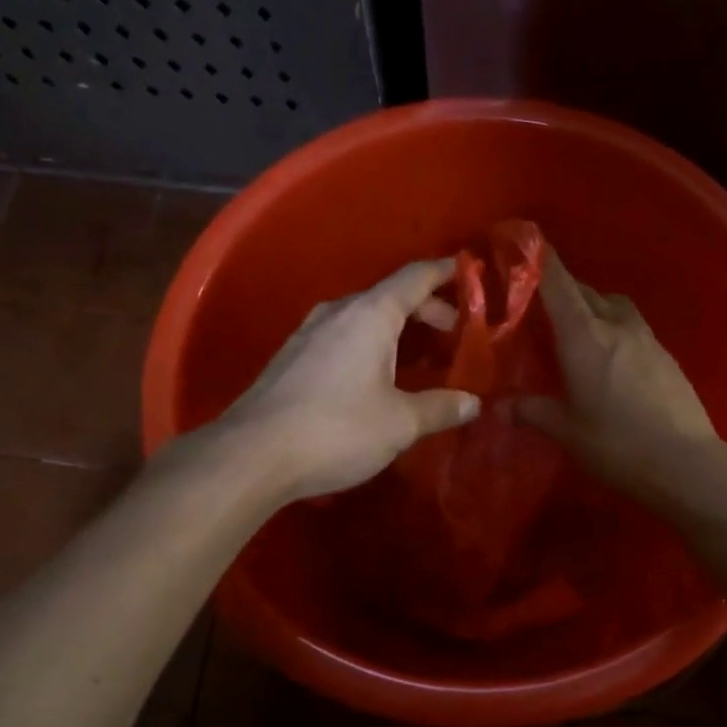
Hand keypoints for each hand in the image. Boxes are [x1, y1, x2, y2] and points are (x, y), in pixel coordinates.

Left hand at [219, 258, 479, 500]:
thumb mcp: (399, 423)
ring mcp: (308, 333)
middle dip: (424, 309)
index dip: (443, 273)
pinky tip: (373, 376)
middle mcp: (337, 313)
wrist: (253, 454)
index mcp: (370, 315)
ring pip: (362, 317)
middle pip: (389, 296)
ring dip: (394, 329)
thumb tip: (473, 403)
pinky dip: (368, 344)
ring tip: (416, 356)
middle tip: (451, 332)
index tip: (466, 271)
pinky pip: (341, 337)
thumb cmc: (337, 430)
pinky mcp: (291, 358)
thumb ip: (439, 408)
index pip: (414, 278)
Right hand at [515, 250, 721, 503]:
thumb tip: (500, 405)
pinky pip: (632, 326)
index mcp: (584, 337)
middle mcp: (615, 326)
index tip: (523, 242)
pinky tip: (609, 356)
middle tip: (539, 303)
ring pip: (613, 305)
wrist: (686, 462)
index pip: (558, 285)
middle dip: (561, 289)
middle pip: (585, 292)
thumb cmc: (617, 445)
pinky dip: (613, 327)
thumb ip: (532, 411)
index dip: (539, 261)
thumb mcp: (567, 431)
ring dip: (592, 305)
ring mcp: (646, 338)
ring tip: (576, 328)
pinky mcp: (665, 355)